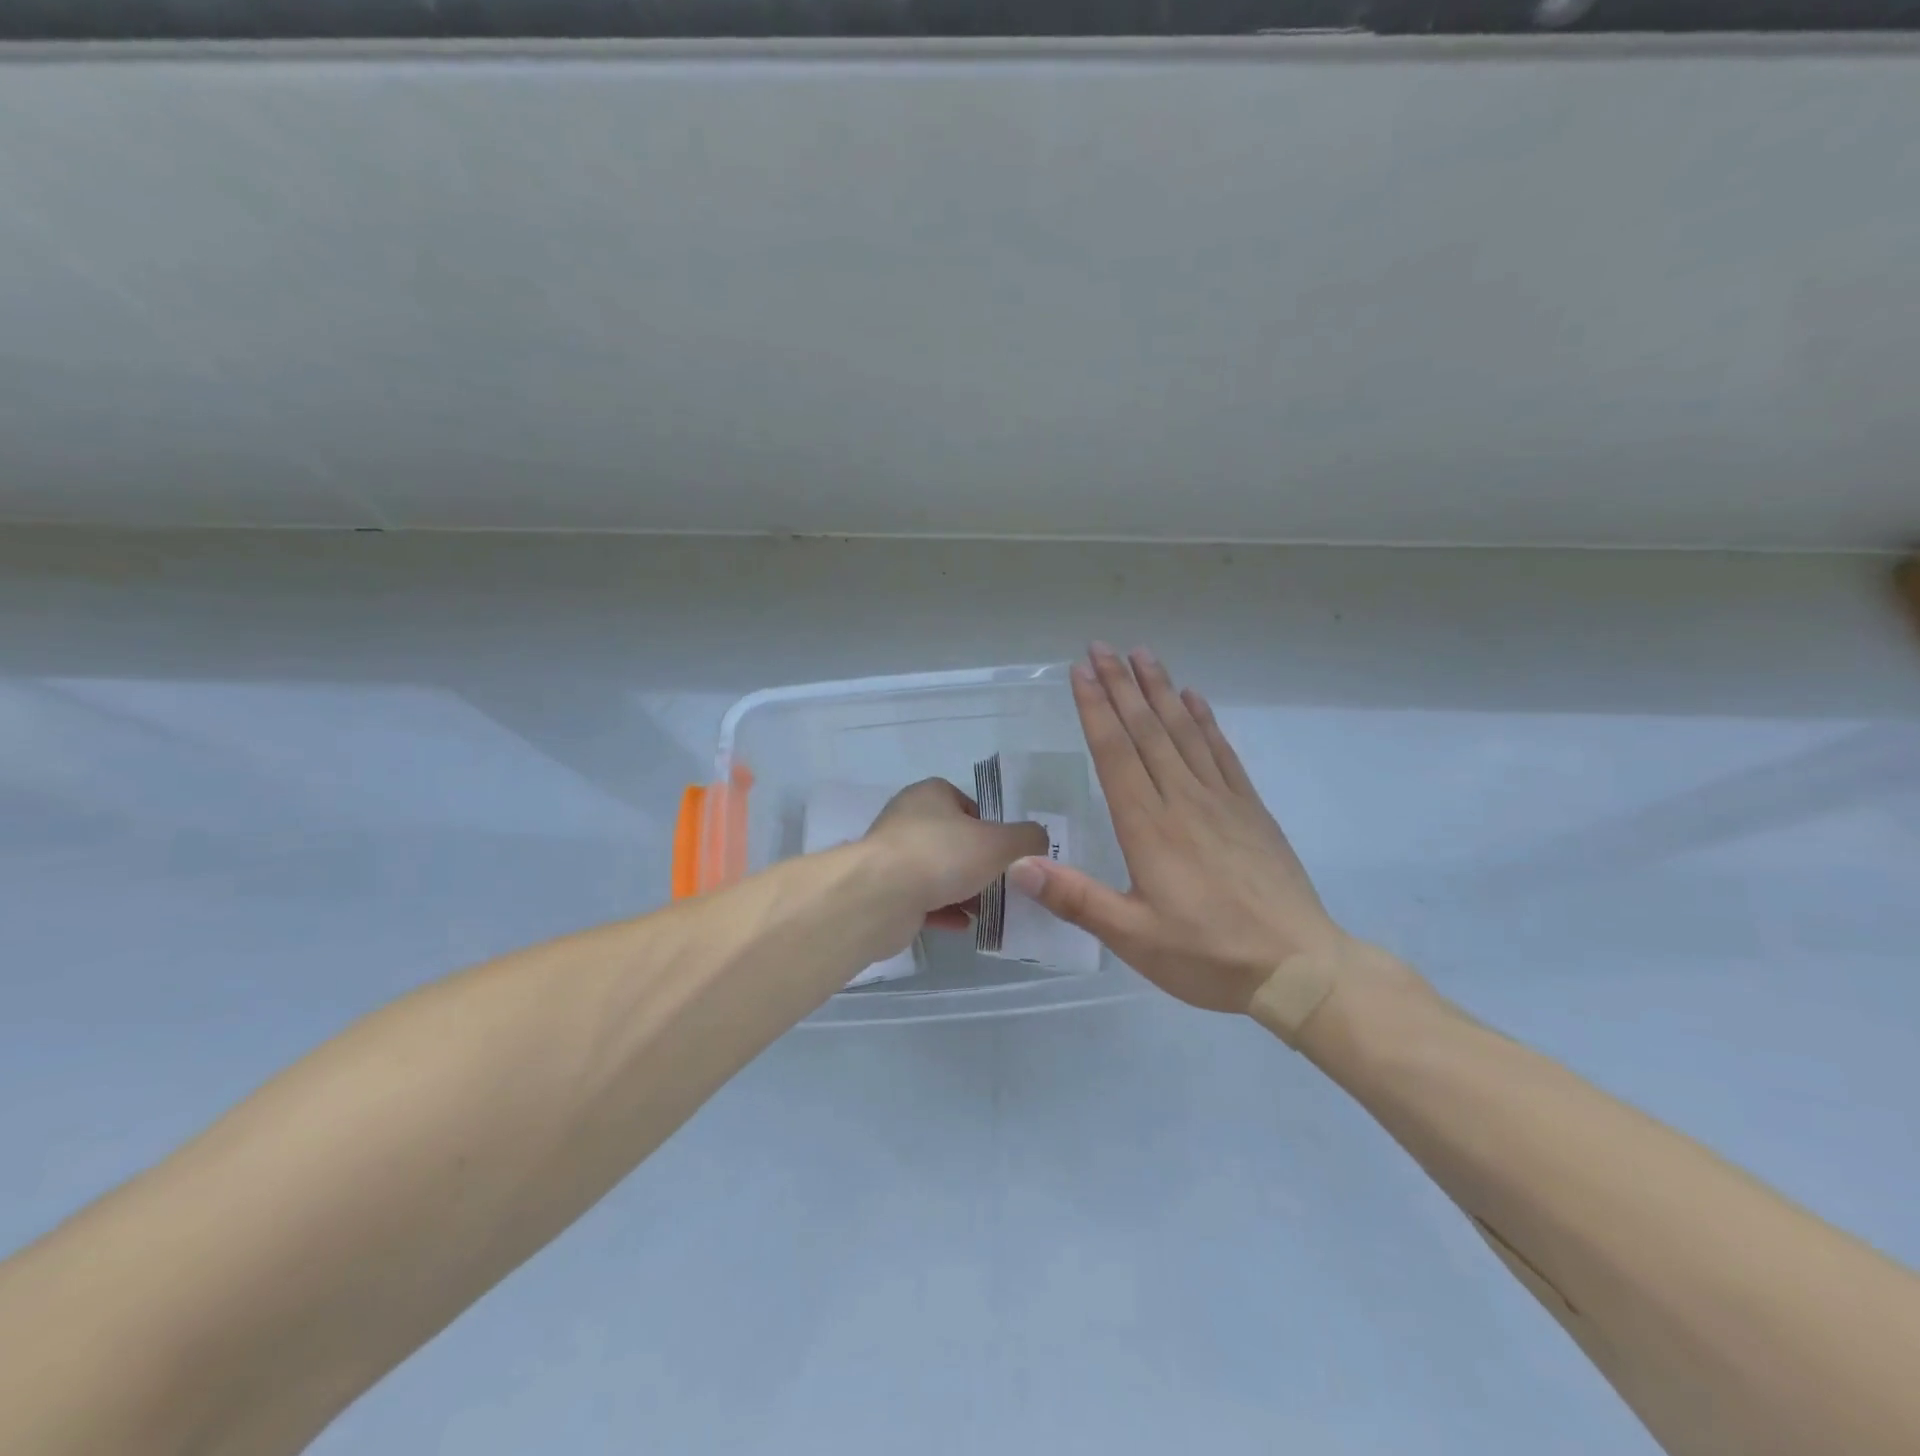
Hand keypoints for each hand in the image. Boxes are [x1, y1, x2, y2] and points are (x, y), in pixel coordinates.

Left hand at [865, 779, 1049, 935]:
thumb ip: (1026, 838)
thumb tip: (1040, 838)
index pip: (967, 805)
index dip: (991, 827)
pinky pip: (922, 900)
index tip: (1007, 852)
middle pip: (953, 840)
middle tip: (1003, 884)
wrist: (881, 897)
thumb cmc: (942, 855)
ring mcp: (893, 857)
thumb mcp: (999, 842)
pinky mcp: (885, 891)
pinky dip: (943, 911)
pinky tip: (964, 925)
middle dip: (978, 863)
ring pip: (937, 872)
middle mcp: (907, 819)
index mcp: (931, 795)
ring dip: (962, 890)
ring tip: (989, 909)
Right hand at [1009, 645, 1348, 1015]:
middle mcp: (1183, 800)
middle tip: (1101, 647)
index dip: (1096, 709)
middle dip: (1121, 685)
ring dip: (1160, 690)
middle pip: (1146, 730)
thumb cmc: (1208, 956)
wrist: (1298, 967)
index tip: (1080, 671)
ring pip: (1183, 732)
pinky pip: (1223, 753)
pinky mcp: (1250, 810)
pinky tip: (1194, 699)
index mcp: (1149, 827)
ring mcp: (1222, 801)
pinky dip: (1205, 721)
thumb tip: (1018, 864)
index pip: (1116, 753)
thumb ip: (1075, 898)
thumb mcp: (1133, 938)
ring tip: (1142, 655)